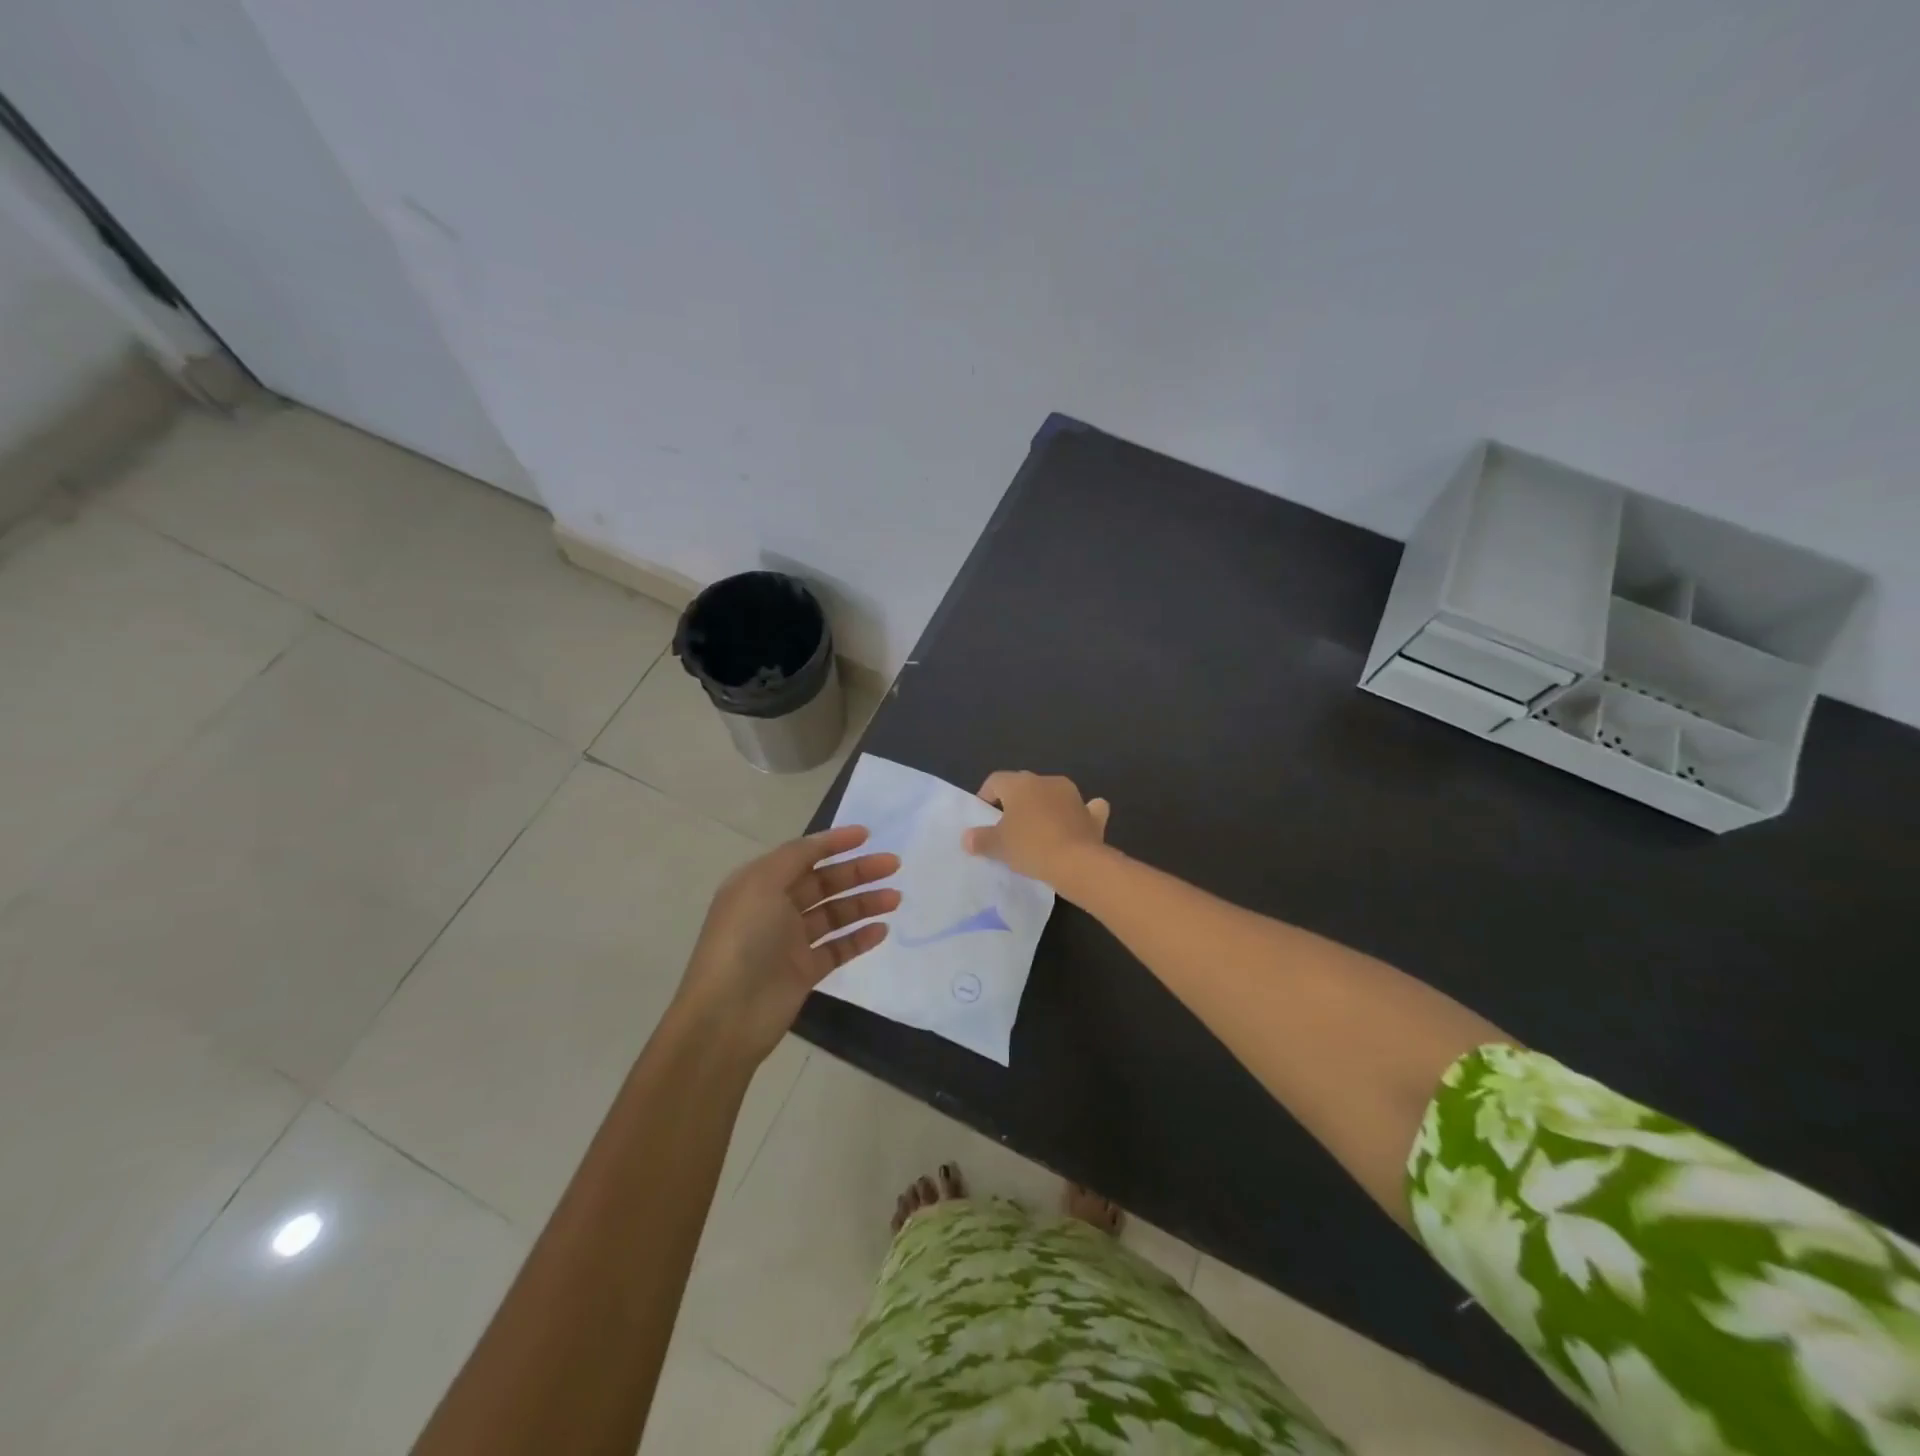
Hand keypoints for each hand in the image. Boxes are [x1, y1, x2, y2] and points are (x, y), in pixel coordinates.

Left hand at [676, 825, 898, 1064]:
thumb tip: (821, 843)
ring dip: (864, 903)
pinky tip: (881, 930)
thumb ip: (795, 857)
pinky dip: (859, 938)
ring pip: (834, 915)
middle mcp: (774, 908)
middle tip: (893, 865)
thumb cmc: (744, 939)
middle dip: (857, 871)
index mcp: (759, 883)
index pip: (802, 855)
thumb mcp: (762, 883)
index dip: (833, 843)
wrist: (727, 1015)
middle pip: (823, 883)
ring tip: (895, 898)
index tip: (867, 835)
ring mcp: (790, 942)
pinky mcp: (804, 972)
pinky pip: (838, 948)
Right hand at [962, 771, 1110, 885]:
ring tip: (1037, 831)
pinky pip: (1084, 808)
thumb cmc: (1030, 846)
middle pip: (1023, 787)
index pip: (995, 781)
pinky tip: (1074, 826)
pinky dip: (1078, 814)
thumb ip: (980, 839)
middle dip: (1014, 803)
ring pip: (1052, 795)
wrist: (1077, 863)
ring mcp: (1072, 795)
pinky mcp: (1091, 814)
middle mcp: (1046, 781)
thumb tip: (967, 838)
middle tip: (1007, 828)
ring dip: (1044, 808)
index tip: (984, 819)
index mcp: (1020, 783)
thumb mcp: (997, 846)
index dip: (986, 797)